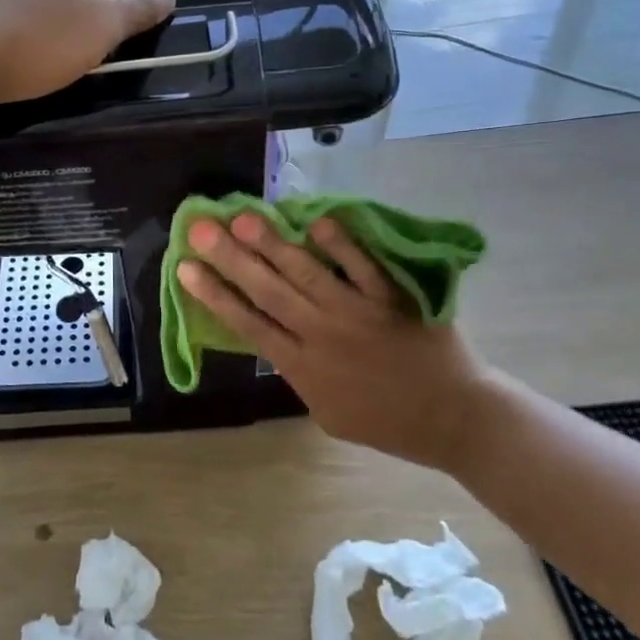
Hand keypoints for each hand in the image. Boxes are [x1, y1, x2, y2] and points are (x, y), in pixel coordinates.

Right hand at [177, 213, 488, 469]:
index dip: (215, 295)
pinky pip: (363, 267)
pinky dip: (342, 244)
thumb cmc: (389, 422)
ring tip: (245, 217)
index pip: (248, 324)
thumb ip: (300, 376)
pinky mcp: (391, 299)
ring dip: (274, 244)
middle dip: (230, 258)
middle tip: (201, 228)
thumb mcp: (330, 414)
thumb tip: (277, 341)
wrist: (454, 419)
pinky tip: (318, 221)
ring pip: (306, 273)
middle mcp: (322, 335)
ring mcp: (357, 313)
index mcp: (303, 368)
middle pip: (268, 291)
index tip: (186, 268)